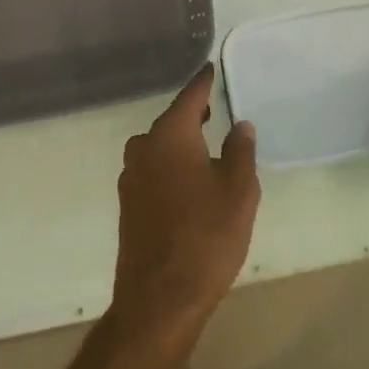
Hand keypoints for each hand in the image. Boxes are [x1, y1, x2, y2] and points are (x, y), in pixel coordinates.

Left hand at [109, 64, 259, 351]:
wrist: (159, 300)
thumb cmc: (206, 236)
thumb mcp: (239, 190)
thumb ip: (240, 151)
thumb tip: (240, 125)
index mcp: (170, 136)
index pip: (190, 96)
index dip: (204, 82)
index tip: (211, 68)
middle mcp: (144, 148)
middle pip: (171, 121)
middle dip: (192, 113)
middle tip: (213, 107)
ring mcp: (131, 178)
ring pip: (159, 147)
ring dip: (180, 142)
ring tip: (205, 145)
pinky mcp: (128, 205)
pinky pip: (153, 170)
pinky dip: (170, 166)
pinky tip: (188, 180)